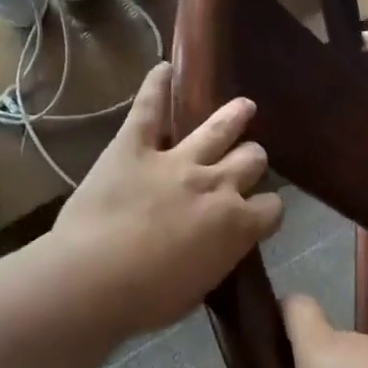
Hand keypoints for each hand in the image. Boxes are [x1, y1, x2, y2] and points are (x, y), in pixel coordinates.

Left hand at [52, 63, 283, 337]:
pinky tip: (164, 69)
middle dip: (252, 160)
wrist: (94, 280)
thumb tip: (222, 244)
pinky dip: (156, 86)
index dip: (266, 208)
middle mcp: (218, 184)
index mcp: (237, 224)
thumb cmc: (148, 298)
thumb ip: (220, 255)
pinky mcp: (135, 147)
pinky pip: (150, 108)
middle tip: (245, 162)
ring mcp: (177, 160)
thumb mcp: (201, 285)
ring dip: (234, 116)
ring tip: (243, 107)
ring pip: (219, 128)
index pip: (273, 207)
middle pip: (252, 159)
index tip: (257, 212)